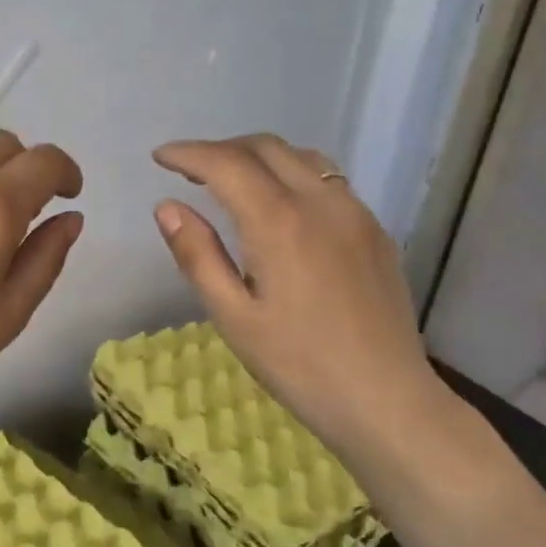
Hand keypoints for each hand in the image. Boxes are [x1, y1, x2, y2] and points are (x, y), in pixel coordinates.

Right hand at [151, 135, 455, 471]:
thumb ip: (198, 255)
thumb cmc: (298, 364)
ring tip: (233, 180)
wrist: (385, 399)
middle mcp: (320, 202)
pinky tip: (282, 206)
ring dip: (260, 156)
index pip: (226, 164)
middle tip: (190, 170)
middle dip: (222, 149)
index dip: (188, 153)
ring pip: (302, 157)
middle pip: (266, 148)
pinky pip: (329, 180)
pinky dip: (293, 173)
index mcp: (279, 222)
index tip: (160, 157)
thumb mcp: (233, 316)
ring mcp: (355, 213)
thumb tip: (167, 207)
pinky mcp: (375, 231)